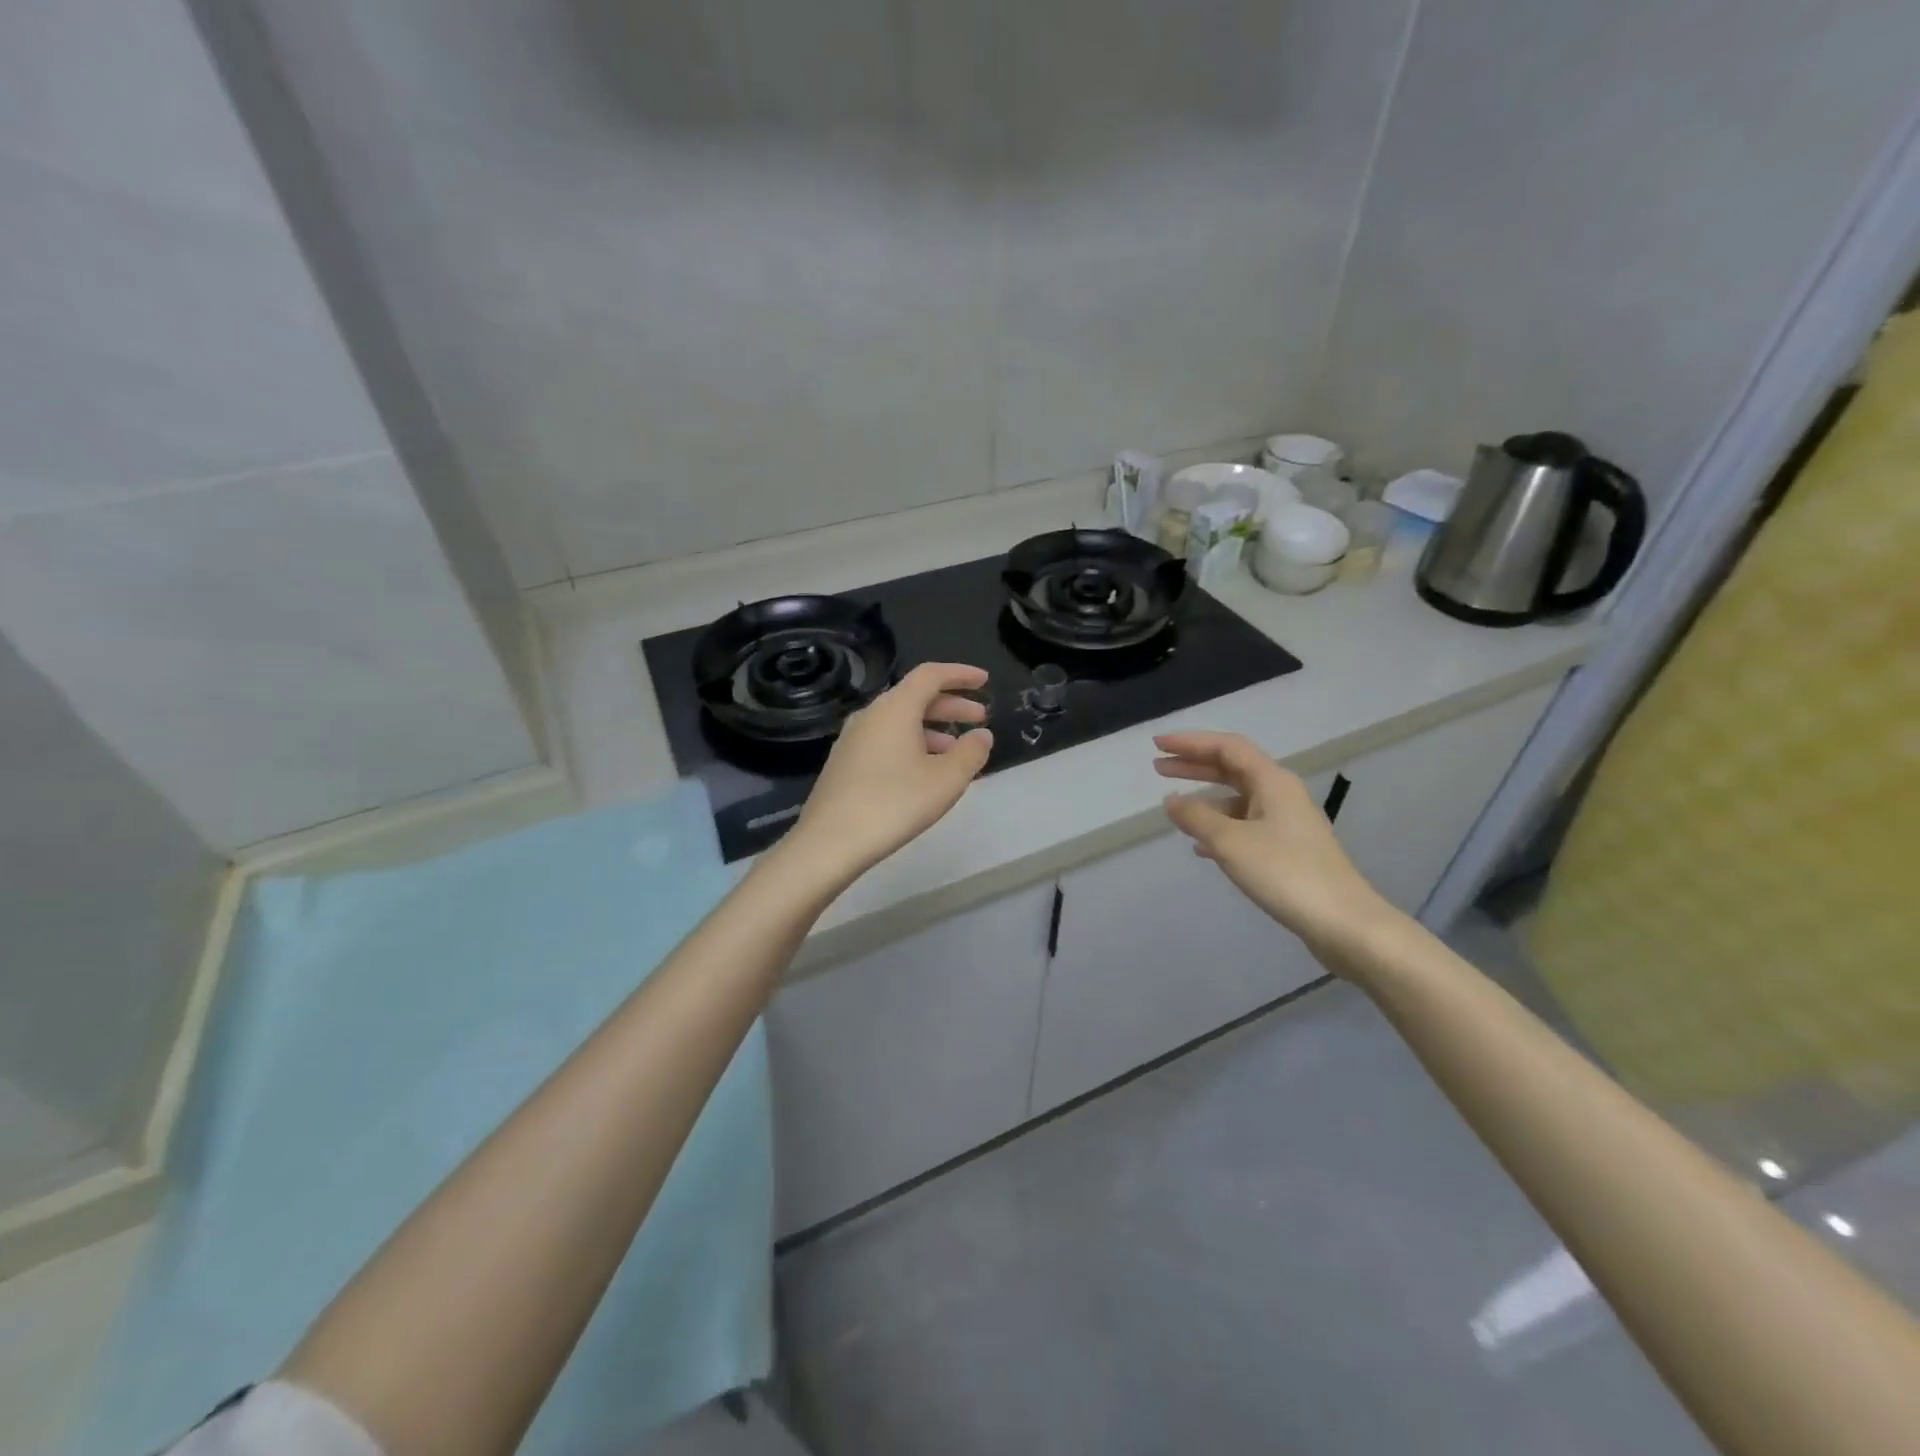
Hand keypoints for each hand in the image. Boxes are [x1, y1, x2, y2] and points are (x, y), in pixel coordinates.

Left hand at [786, 663, 993, 883]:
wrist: (830, 842)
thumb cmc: (894, 804)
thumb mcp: (945, 780)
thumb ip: (970, 752)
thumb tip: (981, 735)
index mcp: (895, 708)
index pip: (931, 675)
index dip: (960, 674)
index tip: (984, 681)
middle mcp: (871, 715)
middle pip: (916, 697)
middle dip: (951, 705)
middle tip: (980, 717)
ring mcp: (854, 739)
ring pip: (901, 721)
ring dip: (933, 729)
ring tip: (958, 751)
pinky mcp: (845, 762)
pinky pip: (886, 740)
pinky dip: (912, 744)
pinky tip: (926, 772)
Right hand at [1154, 732, 1394, 967]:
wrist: (1343, 923)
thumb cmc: (1285, 874)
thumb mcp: (1231, 843)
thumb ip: (1196, 818)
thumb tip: (1171, 801)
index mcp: (1272, 782)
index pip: (1226, 747)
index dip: (1190, 742)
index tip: (1157, 745)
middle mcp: (1281, 794)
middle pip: (1232, 769)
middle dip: (1194, 766)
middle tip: (1158, 767)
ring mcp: (1287, 822)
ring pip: (1238, 800)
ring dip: (1205, 800)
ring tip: (1175, 810)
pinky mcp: (1289, 849)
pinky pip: (1246, 826)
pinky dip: (1220, 828)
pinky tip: (1201, 848)